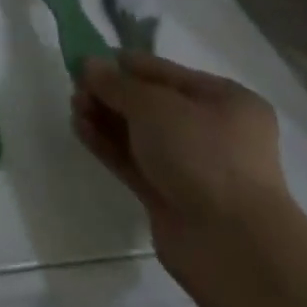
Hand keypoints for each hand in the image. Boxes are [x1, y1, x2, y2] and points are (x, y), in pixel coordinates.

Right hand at [72, 52, 300, 289]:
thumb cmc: (202, 155)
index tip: (86, 60)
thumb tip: (88, 64)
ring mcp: (191, 167)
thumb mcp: (153, 105)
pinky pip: (132, 161)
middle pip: (149, 104)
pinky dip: (107, 144)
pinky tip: (80, 129)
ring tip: (74, 106)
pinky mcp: (170, 197)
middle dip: (110, 93)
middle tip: (75, 87)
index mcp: (224, 101)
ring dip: (104, 117)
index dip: (124, 65)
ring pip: (138, 133)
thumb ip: (115, 83)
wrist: (232, 246)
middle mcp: (212, 131)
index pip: (164, 72)